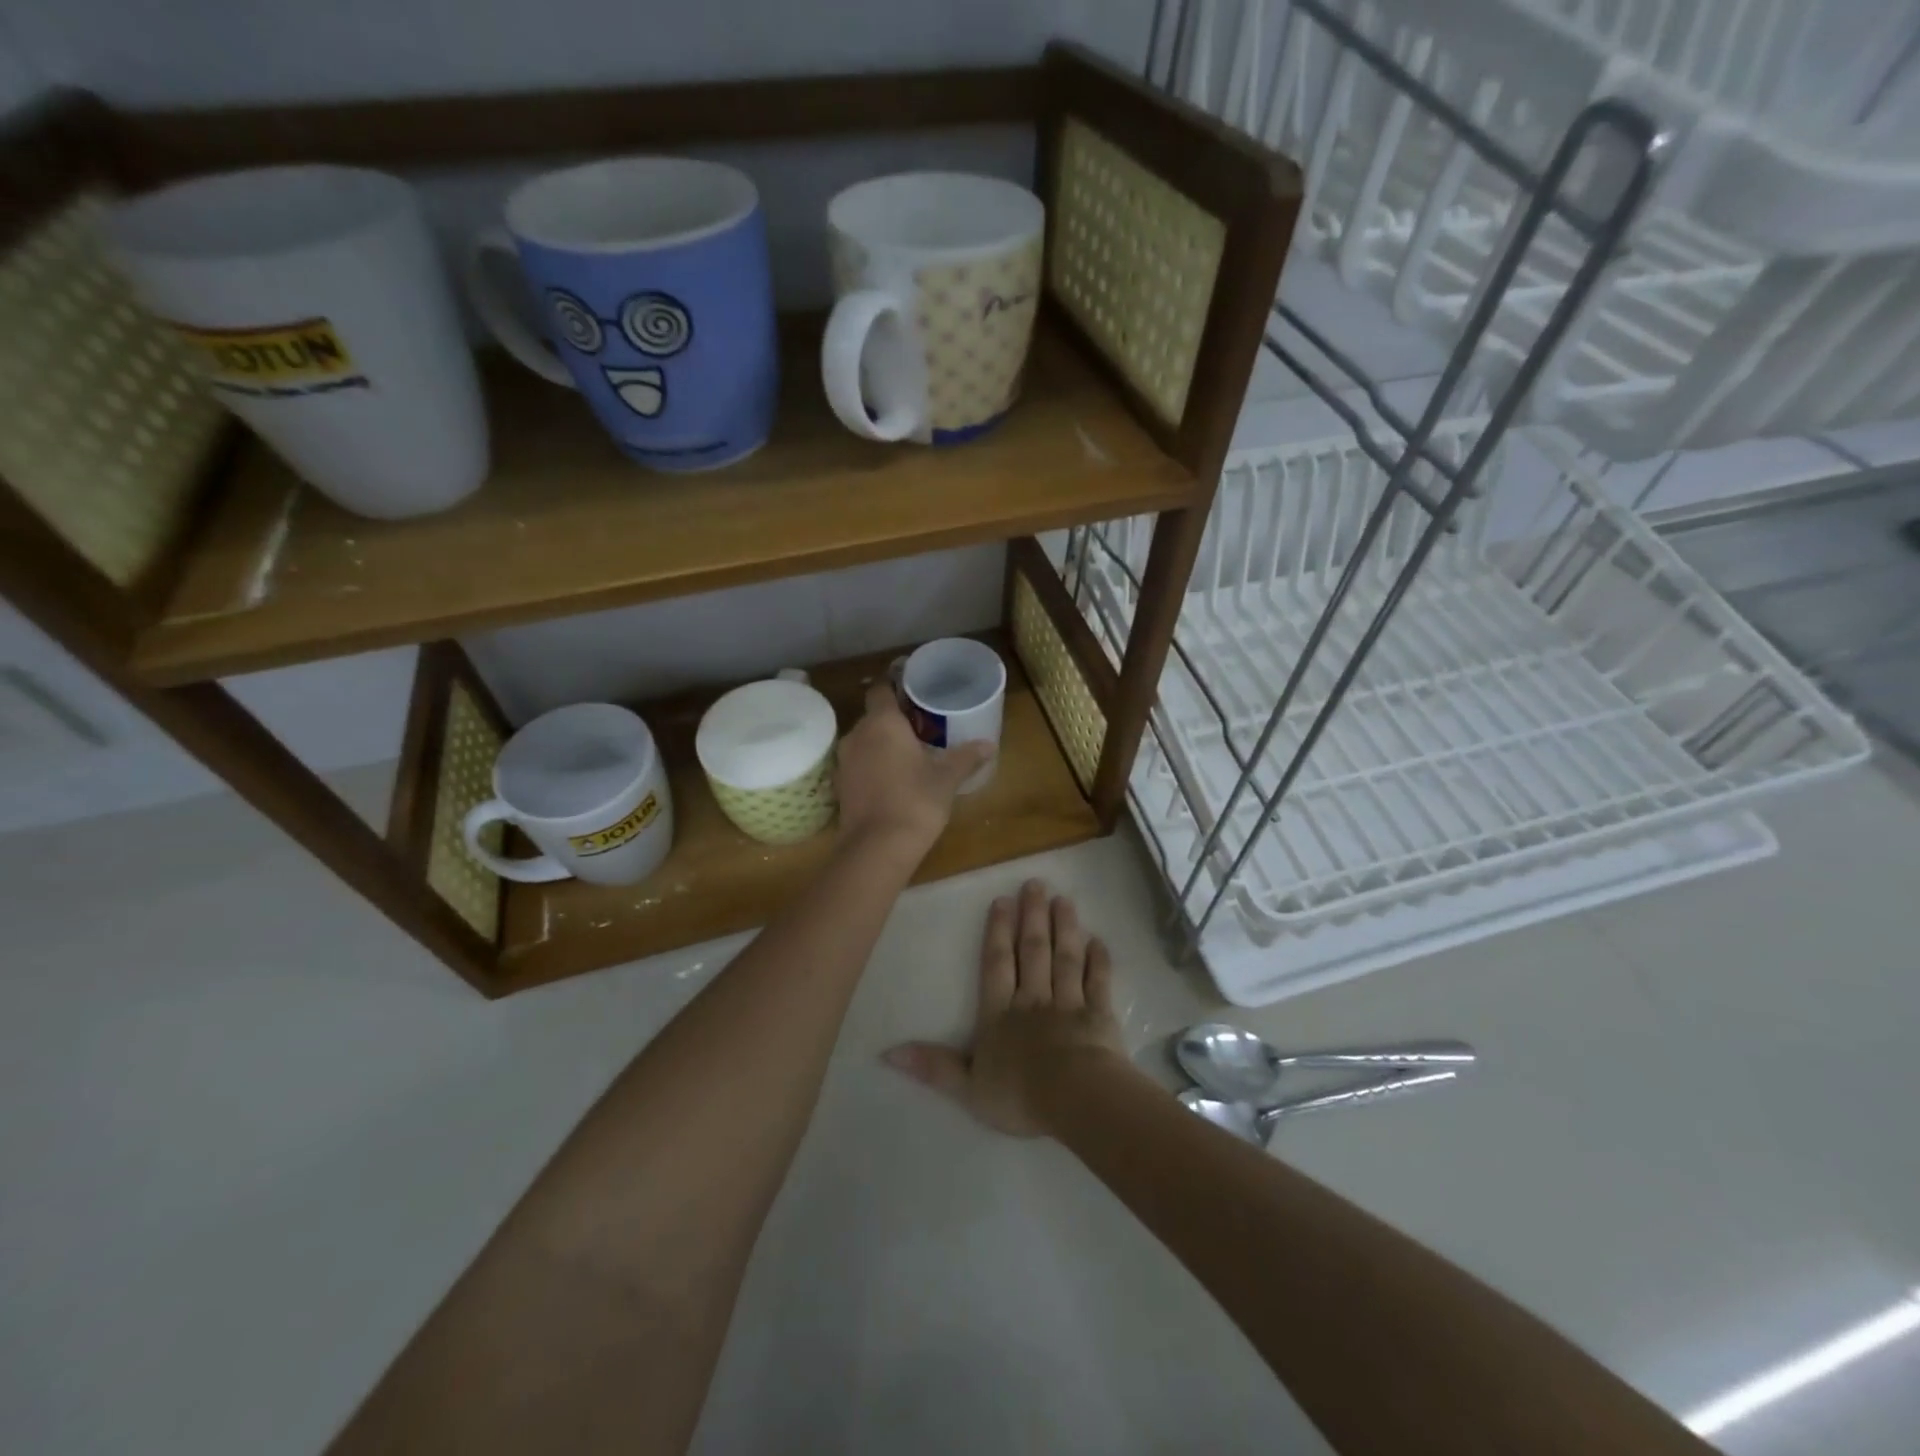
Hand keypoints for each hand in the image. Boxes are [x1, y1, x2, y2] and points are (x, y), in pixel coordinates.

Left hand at [836, 681, 993, 860]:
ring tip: (910, 754)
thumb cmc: (915, 801)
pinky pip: (859, 764)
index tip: (915, 692)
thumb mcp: (946, 778)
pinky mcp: (841, 786)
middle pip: (874, 716)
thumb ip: (966, 757)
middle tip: (923, 727)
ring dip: (883, 744)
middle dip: (895, 720)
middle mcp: (857, 735)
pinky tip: (894, 779)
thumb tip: (989, 744)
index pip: (882, 689)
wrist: (877, 848)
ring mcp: (845, 761)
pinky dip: (874, 766)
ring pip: (865, 741)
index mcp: (882, 723)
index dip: (896, 687)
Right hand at [884, 879, 1129, 1136]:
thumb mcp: (967, 1086)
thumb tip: (887, 1052)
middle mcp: (1033, 999)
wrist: (1074, 1098)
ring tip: (1064, 900)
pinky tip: (1099, 941)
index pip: (996, 964)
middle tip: (1036, 884)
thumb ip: (933, 1066)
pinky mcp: (1100, 1014)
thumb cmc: (1019, 1094)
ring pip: (1065, 957)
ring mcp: (1069, 1003)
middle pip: (1032, 951)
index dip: (998, 932)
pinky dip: (1099, 961)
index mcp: (1000, 1013)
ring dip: (1065, 928)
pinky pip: (1098, 981)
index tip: (1003, 901)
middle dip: (1032, 916)